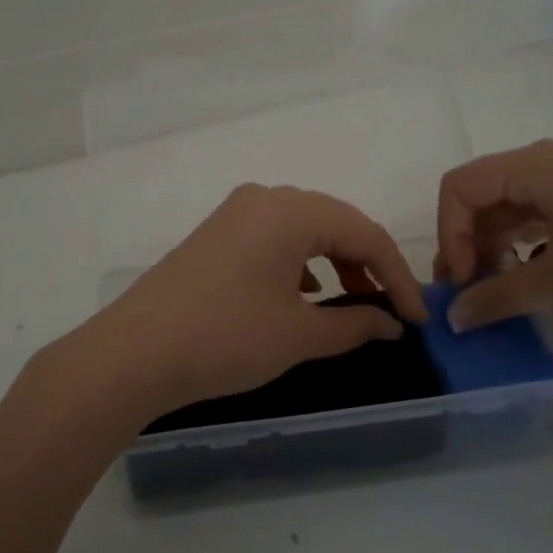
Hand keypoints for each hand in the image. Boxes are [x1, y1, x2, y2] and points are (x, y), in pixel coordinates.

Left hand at [68, 184, 427, 423]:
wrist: (134, 353)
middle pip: (335, 223)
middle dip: (368, 264)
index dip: (398, 276)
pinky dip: (300, 262)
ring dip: (334, 261)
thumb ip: (354, 323)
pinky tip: (304, 294)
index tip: (418, 318)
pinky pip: (273, 238)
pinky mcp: (216, 234)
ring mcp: (235, 214)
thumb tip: (392, 324)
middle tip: (390, 309)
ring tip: (352, 301)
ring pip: (304, 229)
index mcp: (290, 210)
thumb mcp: (298, 335)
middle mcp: (264, 198)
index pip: (365, 234)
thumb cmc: (225, 338)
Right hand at [436, 140, 552, 332]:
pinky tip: (536, 272)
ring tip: (501, 288)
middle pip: (485, 192)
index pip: (460, 187)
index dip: (448, 235)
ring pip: (517, 202)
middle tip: (471, 292)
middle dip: (468, 241)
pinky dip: (528, 239)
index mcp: (536, 165)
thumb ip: (496, 298)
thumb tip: (453, 318)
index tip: (461, 284)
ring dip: (497, 243)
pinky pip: (547, 209)